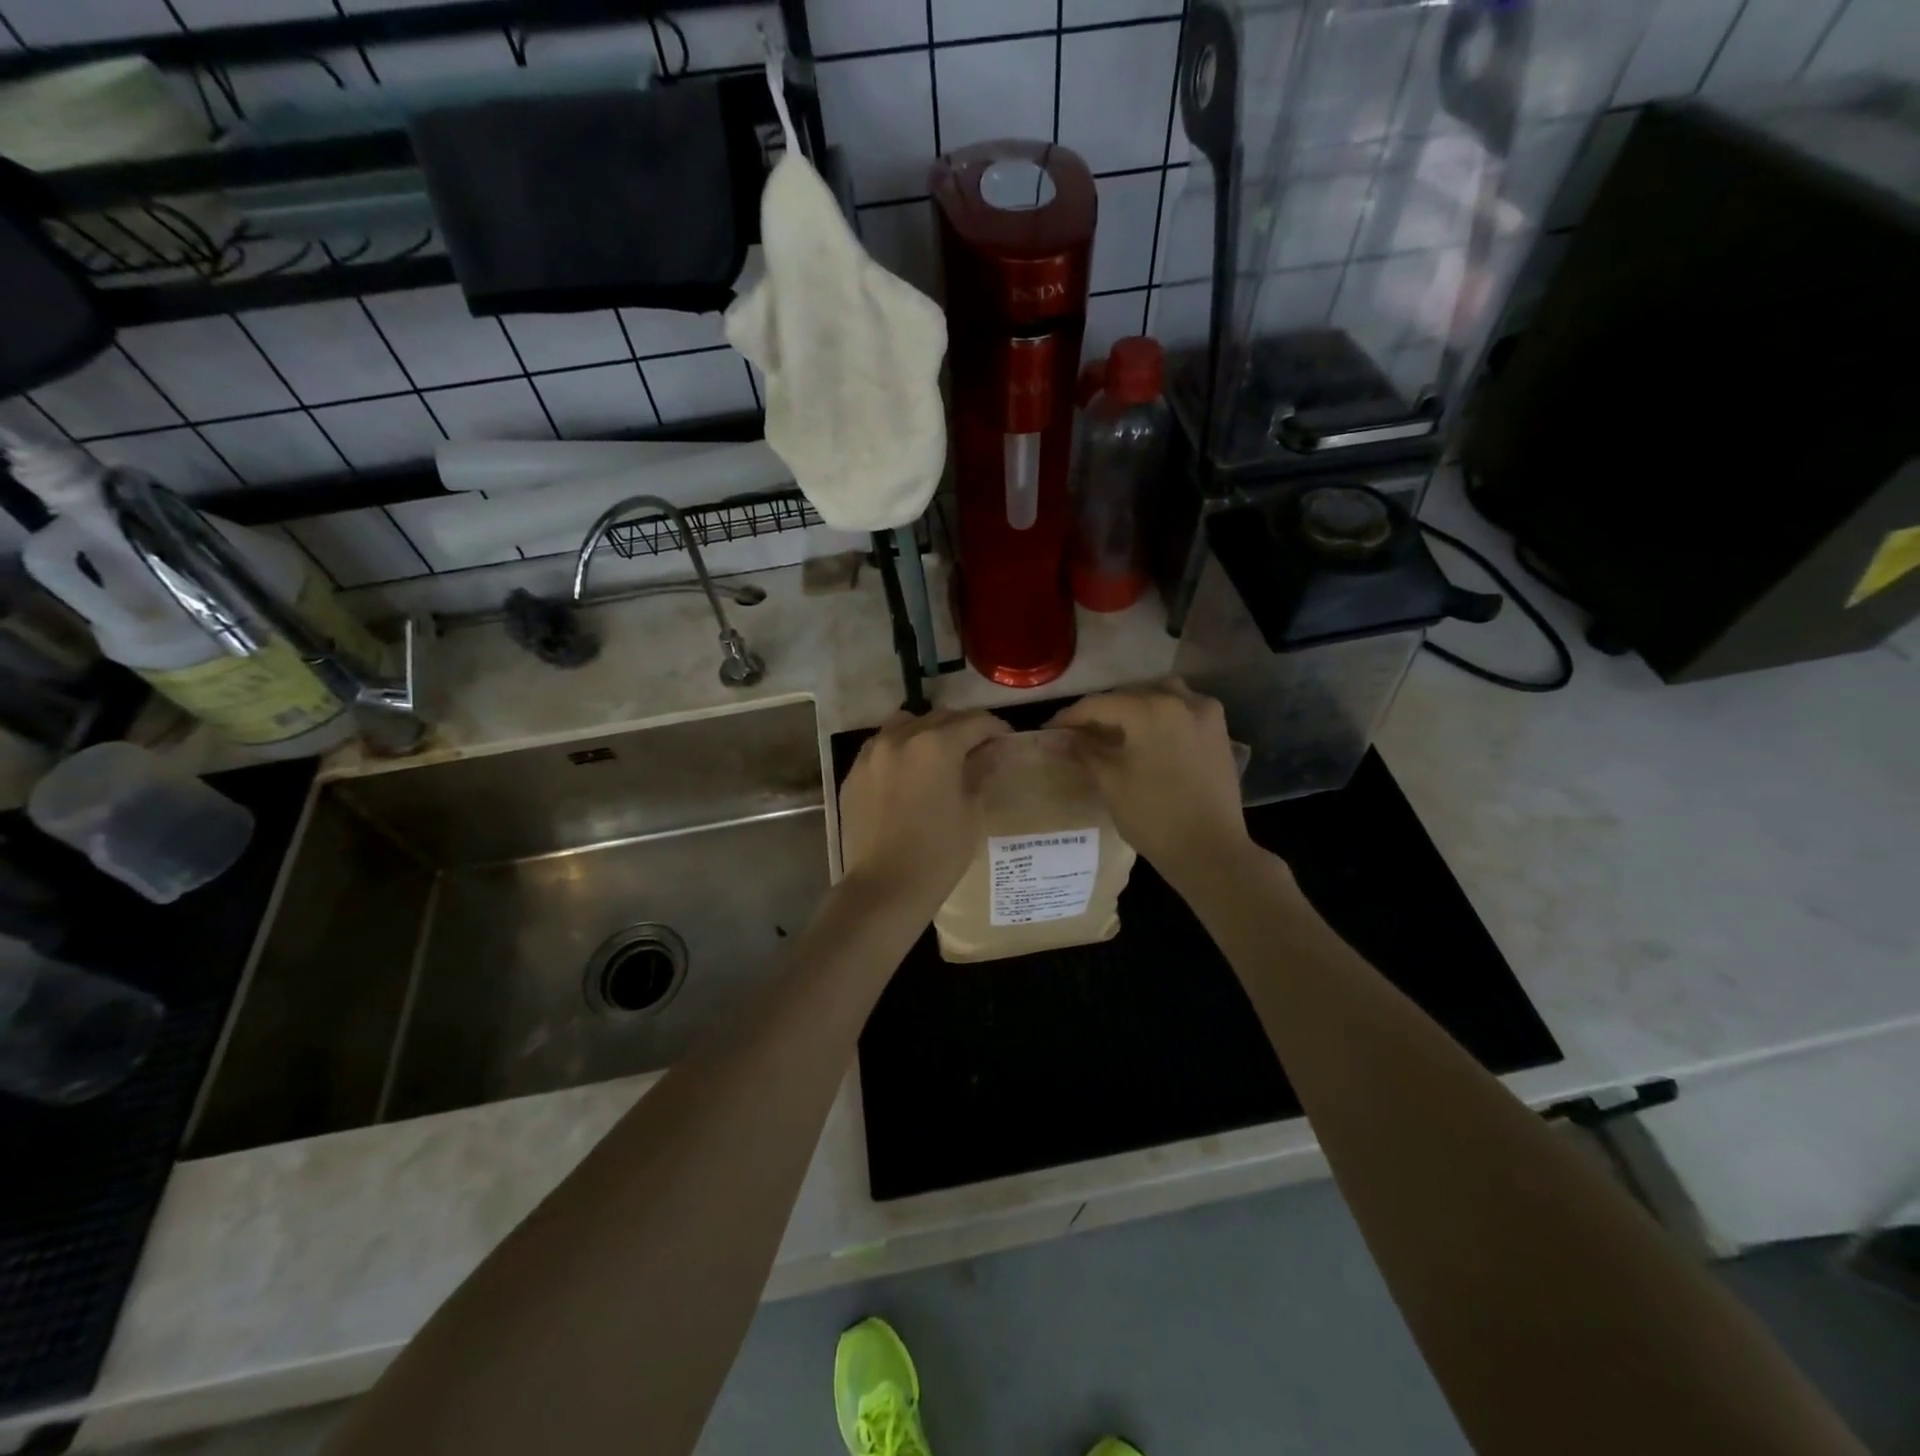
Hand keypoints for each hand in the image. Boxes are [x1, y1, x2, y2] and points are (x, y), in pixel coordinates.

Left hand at [837, 708, 1009, 908]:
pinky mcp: (854, 772)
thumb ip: (981, 771)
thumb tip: (994, 750)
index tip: (1006, 739)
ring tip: (939, 754)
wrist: (885, 886)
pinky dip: (900, 749)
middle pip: (940, 717)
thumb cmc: (938, 852)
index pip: (974, 722)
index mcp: (936, 744)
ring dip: (927, 731)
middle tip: (978, 748)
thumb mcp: (970, 811)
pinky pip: (882, 746)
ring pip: (906, 724)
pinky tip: (909, 773)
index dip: (995, 728)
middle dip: (962, 728)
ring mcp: (872, 753)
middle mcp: (901, 737)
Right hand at [1049, 681, 1252, 886]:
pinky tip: (1150, 735)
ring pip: (1161, 695)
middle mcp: (1180, 701)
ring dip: (1136, 706)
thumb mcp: (1110, 782)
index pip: (1099, 704)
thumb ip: (1083, 751)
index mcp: (1150, 710)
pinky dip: (1164, 714)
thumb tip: (1055, 738)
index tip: (1051, 730)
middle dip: (1102, 711)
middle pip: (1130, 695)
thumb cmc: (1153, 817)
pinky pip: (1185, 709)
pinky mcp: (1219, 732)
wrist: (1210, 850)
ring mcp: (1205, 714)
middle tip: (1078, 733)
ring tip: (1117, 729)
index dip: (1070, 716)